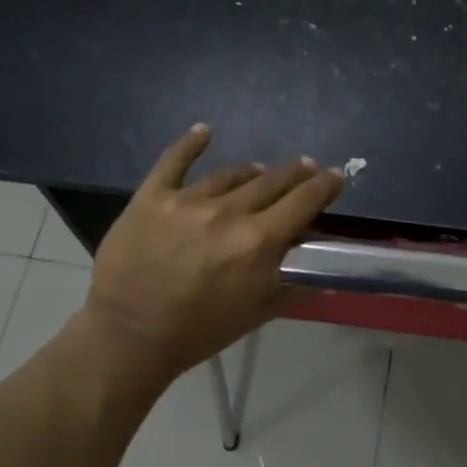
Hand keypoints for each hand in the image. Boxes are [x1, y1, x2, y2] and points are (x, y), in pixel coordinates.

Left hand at [82, 125, 343, 383]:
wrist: (130, 335)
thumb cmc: (199, 331)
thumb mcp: (257, 313)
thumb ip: (294, 286)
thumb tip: (327, 275)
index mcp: (258, 242)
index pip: (302, 203)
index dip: (323, 186)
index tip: (336, 175)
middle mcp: (228, 212)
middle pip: (270, 182)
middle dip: (293, 173)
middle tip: (304, 168)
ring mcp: (187, 200)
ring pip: (229, 174)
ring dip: (250, 171)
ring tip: (258, 170)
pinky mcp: (152, 197)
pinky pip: (173, 161)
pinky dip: (190, 144)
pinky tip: (204, 131)